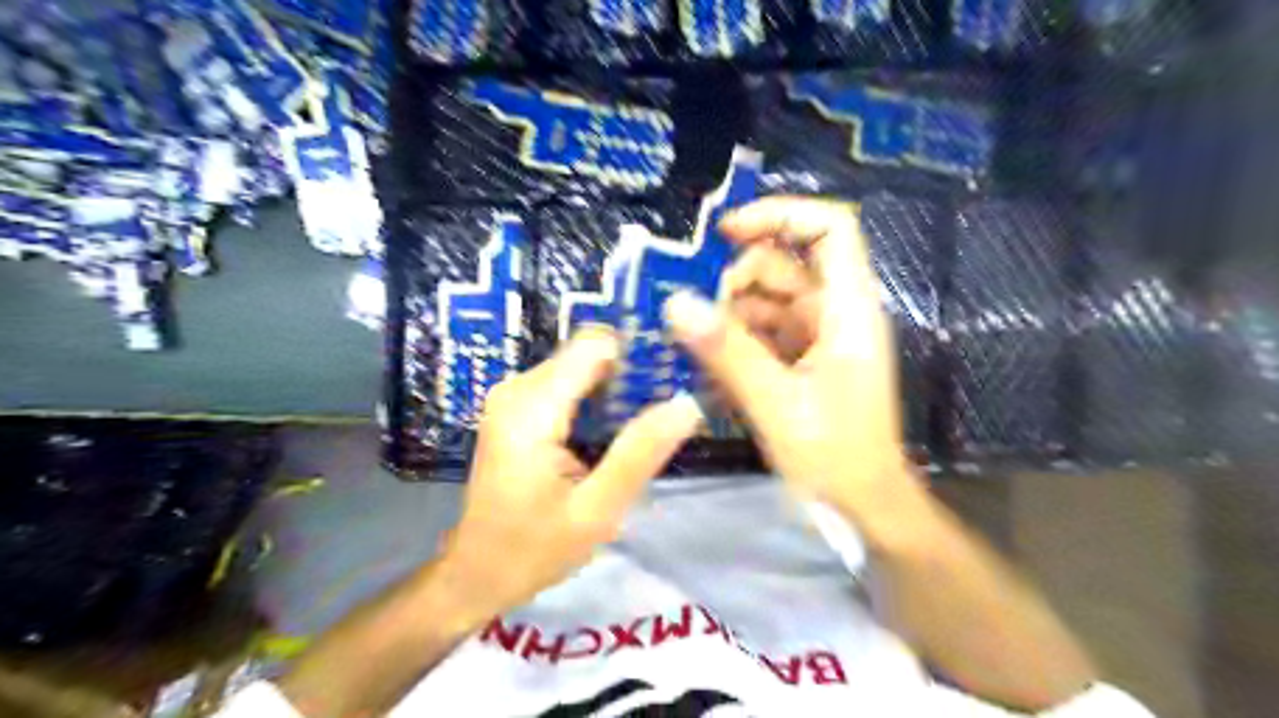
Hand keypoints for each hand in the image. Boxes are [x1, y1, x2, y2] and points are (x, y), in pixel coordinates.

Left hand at [437, 329, 697, 615]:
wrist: (477, 573)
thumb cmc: (533, 549)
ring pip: (582, 366)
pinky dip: (598, 399)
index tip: (672, 379)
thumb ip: (640, 453)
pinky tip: (616, 432)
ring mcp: (513, 395)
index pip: (594, 344)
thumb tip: (688, 404)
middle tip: (666, 410)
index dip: (637, 355)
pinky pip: (568, 383)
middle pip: (589, 353)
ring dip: (617, 389)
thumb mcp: (596, 510)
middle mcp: (517, 388)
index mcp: (531, 408)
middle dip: (631, 375)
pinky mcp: (517, 407)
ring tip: (646, 425)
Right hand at [666, 200, 926, 529]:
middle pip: (782, 264)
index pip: (830, 229)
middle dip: (735, 282)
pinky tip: (707, 363)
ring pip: (764, 299)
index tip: (725, 232)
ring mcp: (816, 336)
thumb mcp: (778, 404)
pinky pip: (760, 331)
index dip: (780, 214)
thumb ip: (729, 352)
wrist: (864, 507)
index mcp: (848, 309)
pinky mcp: (799, 359)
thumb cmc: (836, 458)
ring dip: (727, 315)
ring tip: (696, 347)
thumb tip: (676, 303)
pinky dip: (733, 339)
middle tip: (697, 320)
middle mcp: (834, 312)